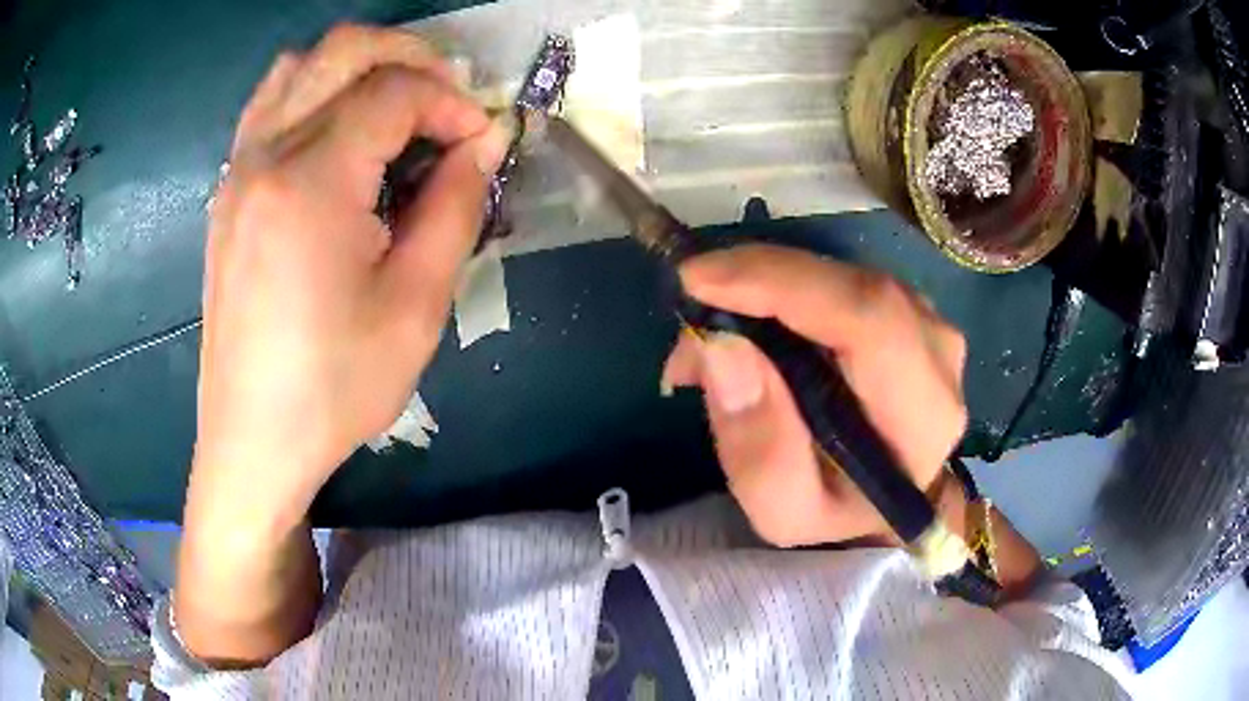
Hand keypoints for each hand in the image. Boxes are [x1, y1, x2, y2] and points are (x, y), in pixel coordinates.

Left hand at [188, 25, 508, 535]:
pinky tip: (341, 134)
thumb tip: (482, 143)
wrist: (253, 440)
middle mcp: (264, 155)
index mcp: (311, 182)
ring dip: (358, 67)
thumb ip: (455, 206)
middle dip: (410, 58)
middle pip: (343, 51)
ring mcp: (237, 171)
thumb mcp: (417, 305)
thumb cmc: (334, 386)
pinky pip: (270, 104)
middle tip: (447, 100)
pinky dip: (316, 91)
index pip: (394, 92)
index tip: (483, 139)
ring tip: (396, 107)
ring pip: (300, 66)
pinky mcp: (228, 193)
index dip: (452, 102)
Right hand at [662, 245, 967, 546]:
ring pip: (842, 276)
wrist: (881, 504)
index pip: (870, 319)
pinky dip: (785, 288)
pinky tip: (749, 321)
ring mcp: (929, 325)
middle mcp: (939, 357)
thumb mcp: (783, 511)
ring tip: (713, 332)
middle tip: (690, 311)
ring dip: (766, 286)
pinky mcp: (908, 309)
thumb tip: (720, 345)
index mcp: (923, 415)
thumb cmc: (835, 514)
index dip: (783, 284)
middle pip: (853, 287)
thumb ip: (758, 447)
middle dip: (759, 283)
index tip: (698, 281)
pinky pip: (840, 280)